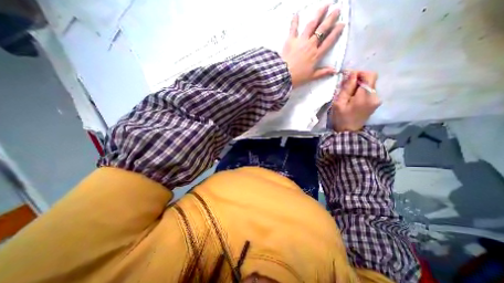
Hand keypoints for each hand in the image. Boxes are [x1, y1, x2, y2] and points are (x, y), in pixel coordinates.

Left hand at [280, 4, 346, 88]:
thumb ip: (322, 72)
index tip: (341, 24)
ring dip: (318, 14)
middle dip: (330, 19)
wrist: (283, 75)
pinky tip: (296, 14)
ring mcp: (301, 41)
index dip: (336, 32)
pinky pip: (293, 28)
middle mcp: (310, 45)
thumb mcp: (311, 77)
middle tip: (337, 9)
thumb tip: (334, 70)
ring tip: (325, 6)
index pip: (329, 41)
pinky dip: (294, 21)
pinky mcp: (291, 40)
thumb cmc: (297, 77)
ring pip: (311, 25)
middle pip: (322, 30)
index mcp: (316, 55)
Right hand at [334, 71, 380, 132]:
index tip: (347, 77)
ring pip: (369, 85)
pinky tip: (352, 97)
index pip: (369, 75)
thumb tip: (351, 73)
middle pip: (370, 79)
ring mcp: (376, 100)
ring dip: (358, 85)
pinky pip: (369, 91)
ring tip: (347, 92)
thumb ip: (346, 88)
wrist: (348, 132)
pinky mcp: (374, 103)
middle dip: (357, 79)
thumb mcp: (339, 103)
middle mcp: (375, 96)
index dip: (359, 73)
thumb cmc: (341, 118)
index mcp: (365, 96)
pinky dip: (360, 91)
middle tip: (344, 85)